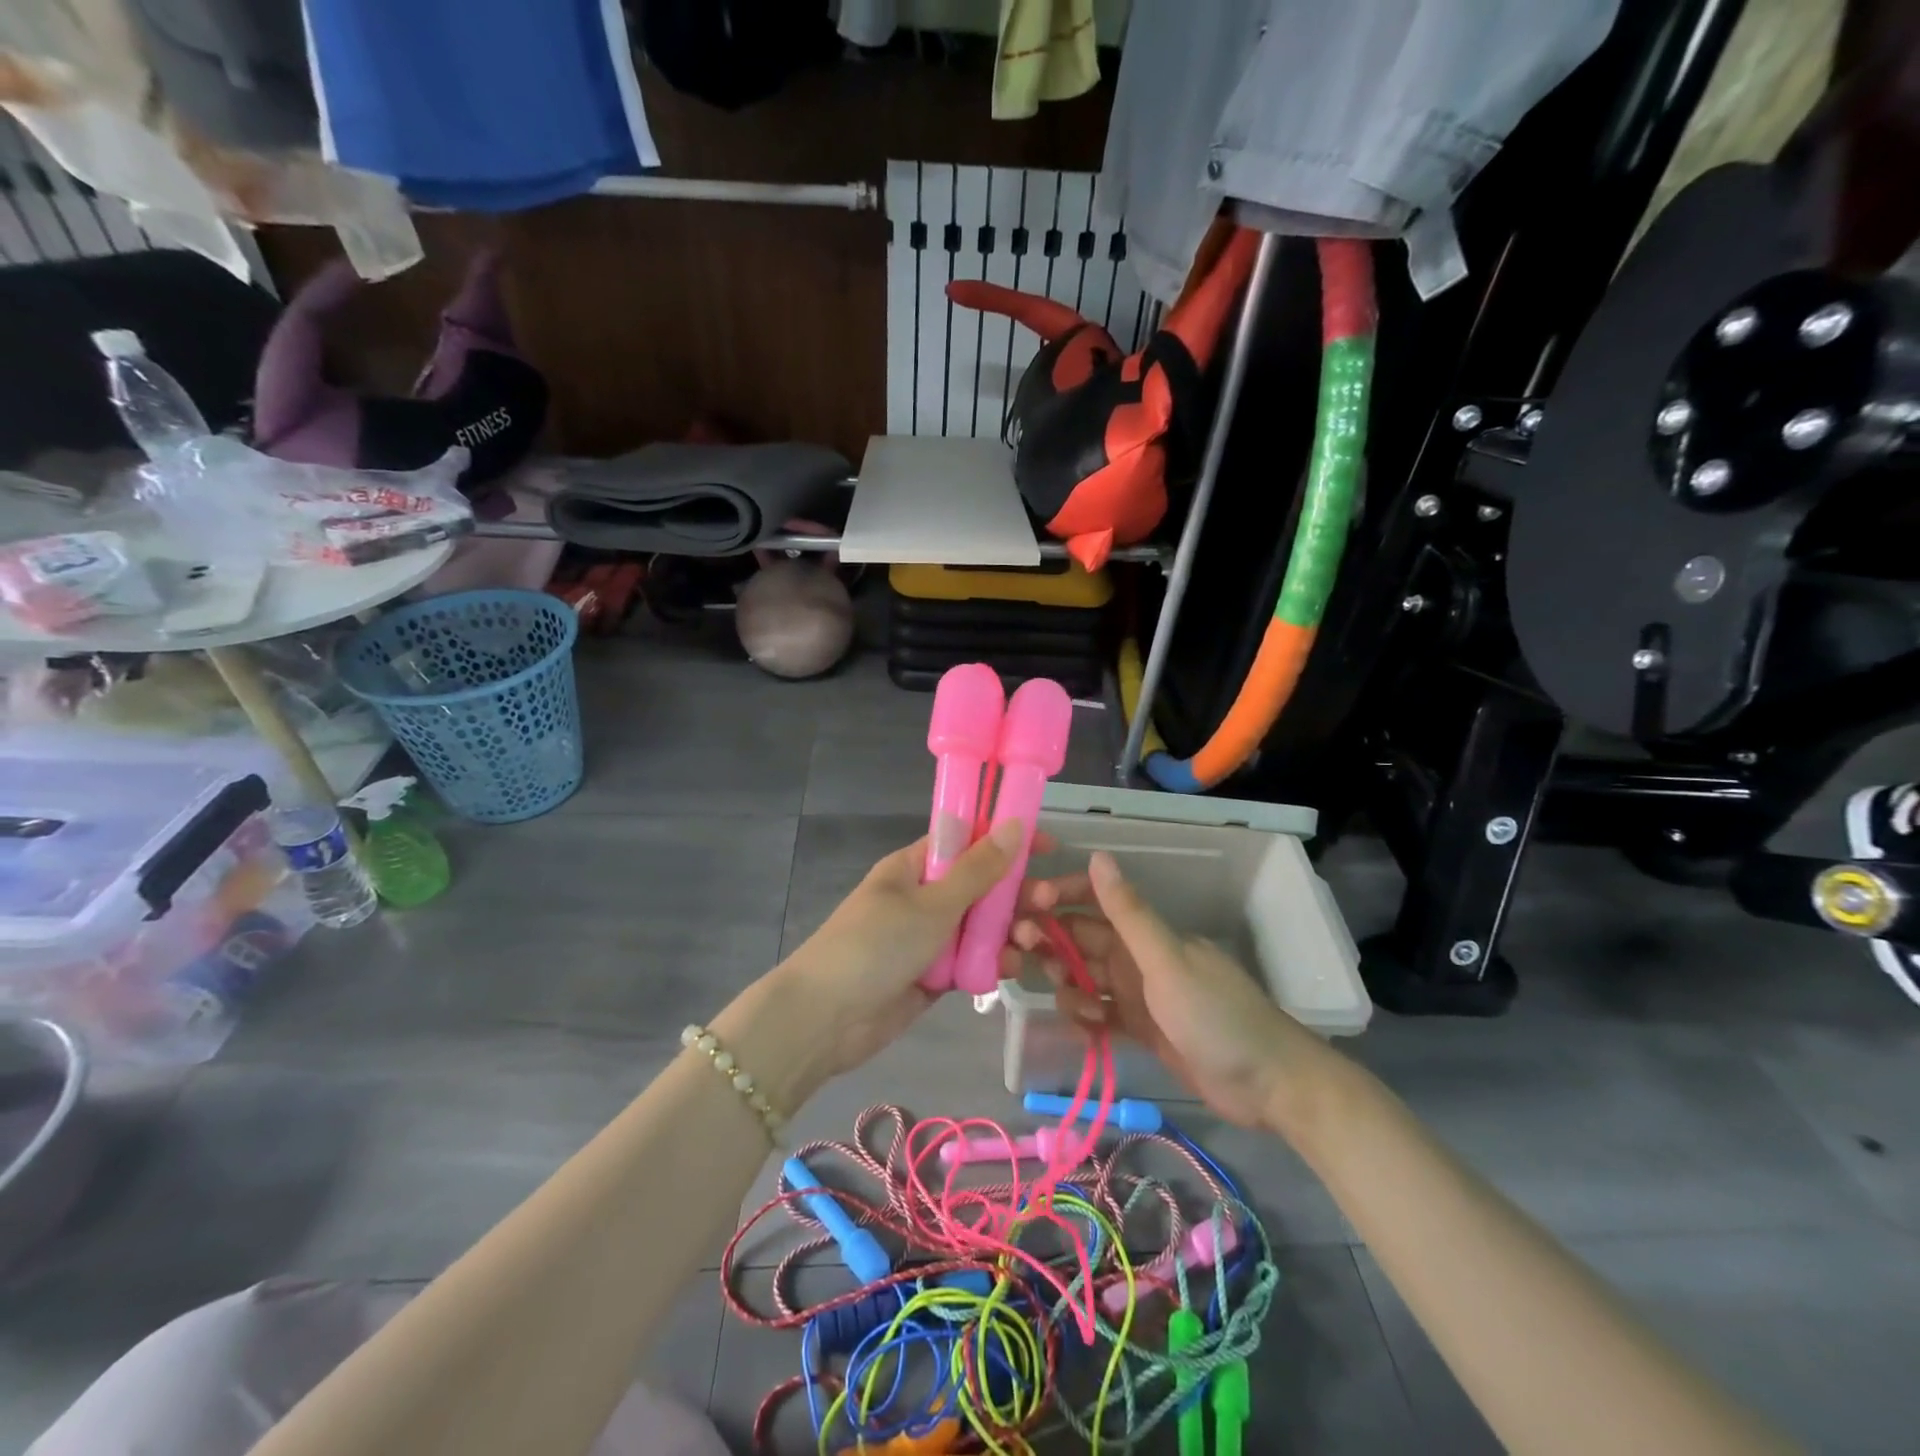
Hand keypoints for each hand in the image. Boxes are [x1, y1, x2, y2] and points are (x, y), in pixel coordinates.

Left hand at [776, 821, 1036, 1083]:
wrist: (826, 1019)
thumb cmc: (876, 945)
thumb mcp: (931, 903)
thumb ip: (978, 870)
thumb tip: (1013, 824)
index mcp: (915, 867)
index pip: (967, 841)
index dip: (1005, 839)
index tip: (1047, 846)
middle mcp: (923, 897)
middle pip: (981, 886)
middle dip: (1015, 892)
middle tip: (1048, 902)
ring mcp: (928, 937)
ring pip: (981, 926)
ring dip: (1008, 930)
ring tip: (1029, 941)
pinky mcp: (933, 975)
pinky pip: (972, 961)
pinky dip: (992, 963)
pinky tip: (1010, 969)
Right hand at [1009, 851, 1329, 1127]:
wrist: (1267, 1085)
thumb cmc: (1216, 1016)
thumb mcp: (1167, 962)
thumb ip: (1129, 913)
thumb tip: (1097, 857)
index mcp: (1145, 933)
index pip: (1092, 901)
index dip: (1058, 898)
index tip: (1025, 908)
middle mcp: (1137, 957)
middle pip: (1080, 940)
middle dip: (1051, 944)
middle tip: (1023, 958)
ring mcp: (1138, 994)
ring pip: (1085, 978)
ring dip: (1069, 987)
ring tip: (1082, 1010)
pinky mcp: (1140, 1029)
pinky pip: (1099, 1014)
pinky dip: (1087, 1019)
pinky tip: (1089, 1032)